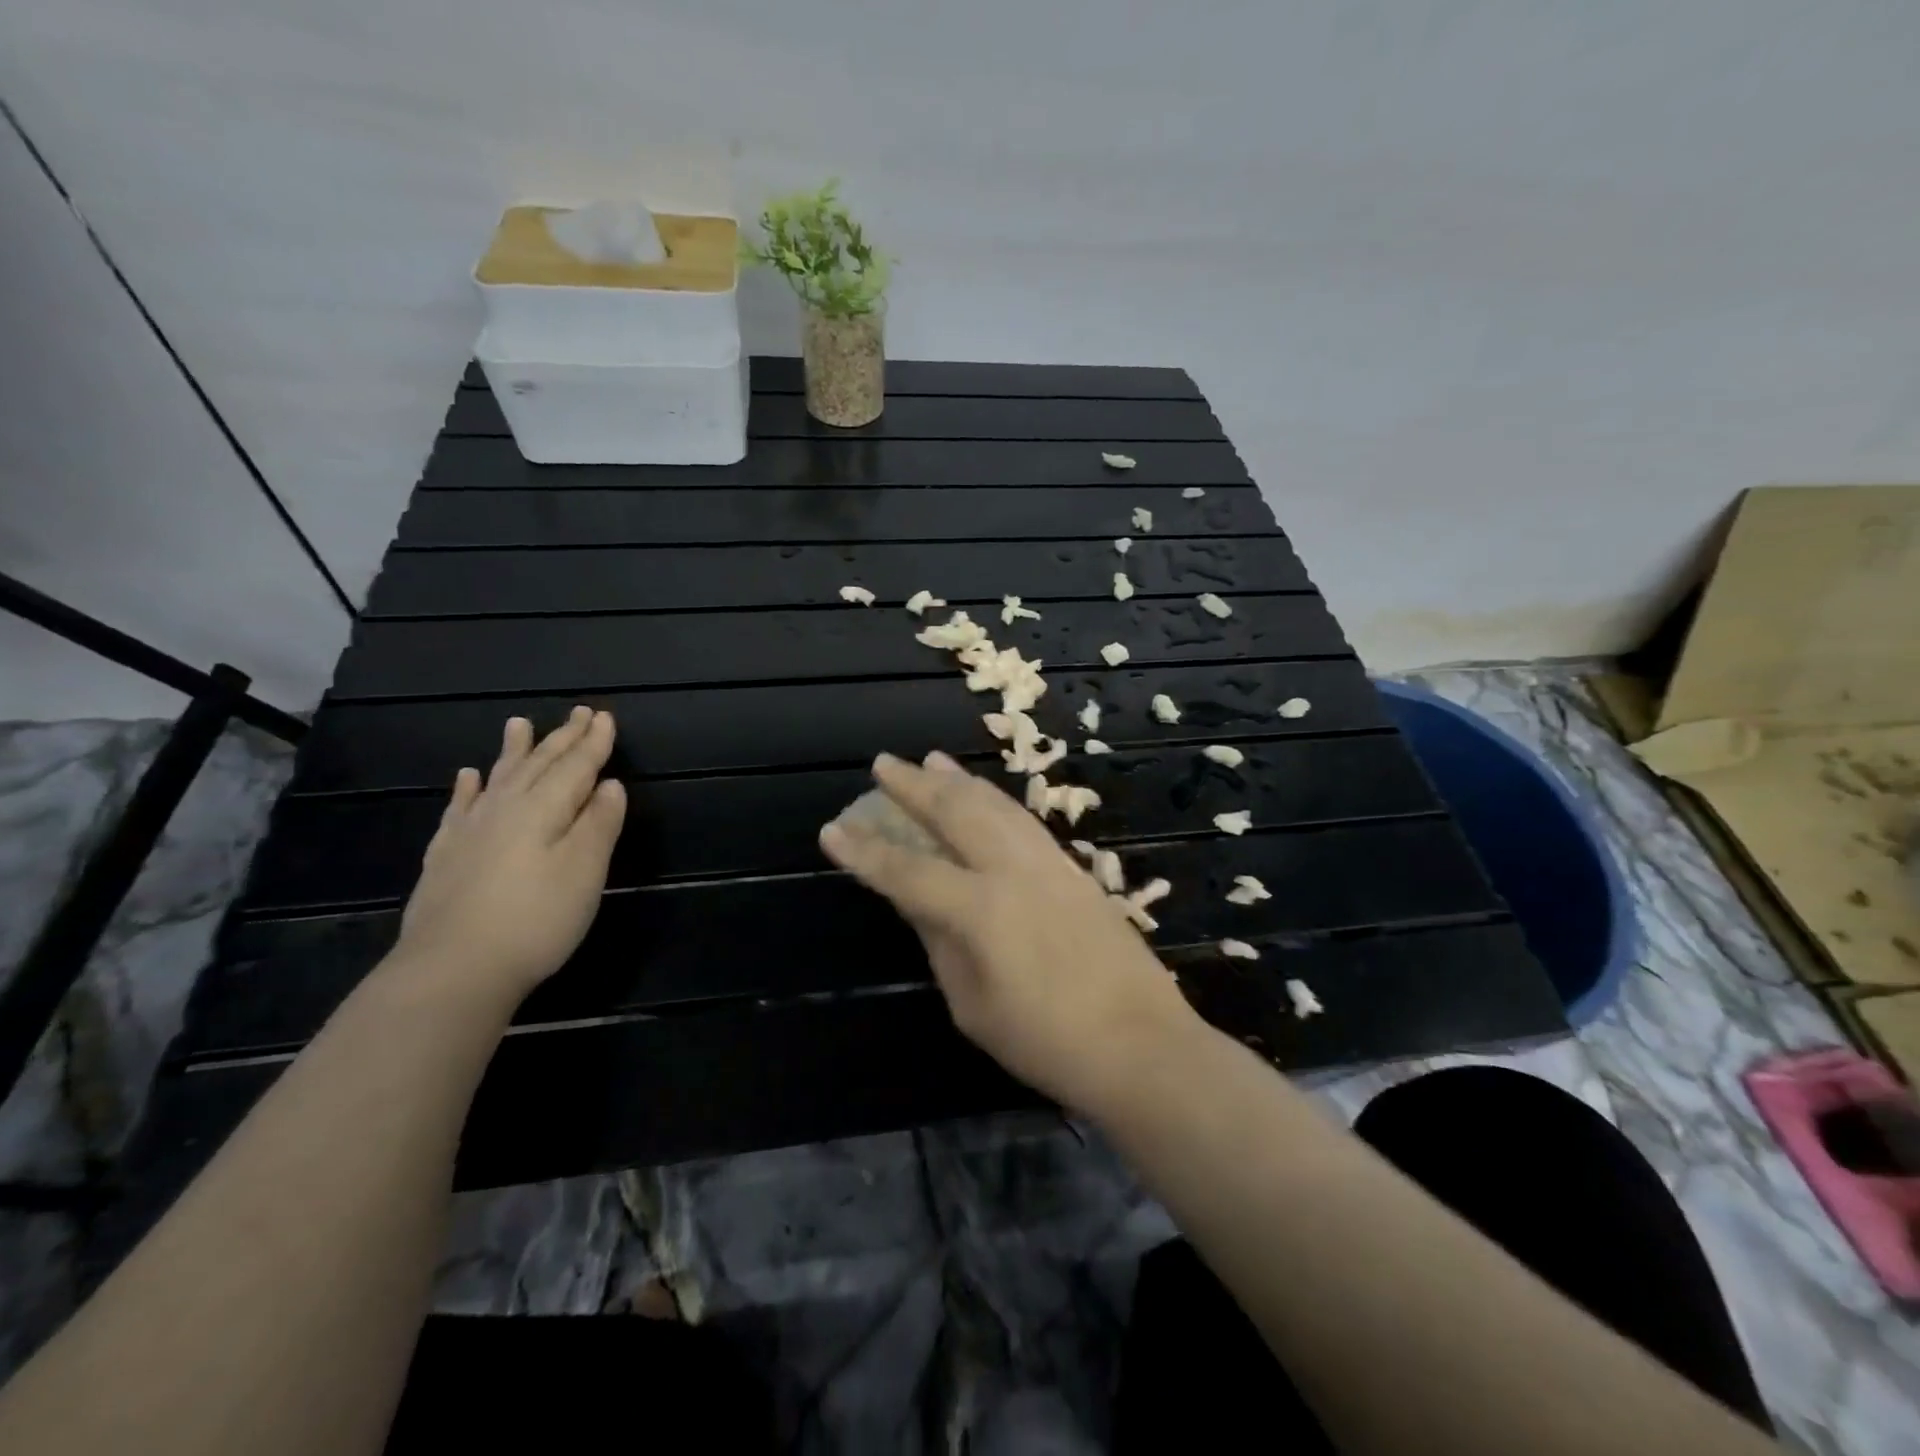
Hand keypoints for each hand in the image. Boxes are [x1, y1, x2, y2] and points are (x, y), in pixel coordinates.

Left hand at [393, 708, 626, 1004]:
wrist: (452, 969)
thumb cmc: (535, 919)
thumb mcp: (585, 871)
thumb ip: (599, 823)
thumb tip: (610, 785)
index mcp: (544, 809)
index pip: (576, 767)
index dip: (594, 743)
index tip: (605, 717)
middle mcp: (505, 809)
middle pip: (539, 765)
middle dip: (562, 739)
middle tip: (578, 713)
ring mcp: (470, 831)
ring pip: (498, 778)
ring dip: (514, 751)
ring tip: (518, 723)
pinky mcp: (446, 856)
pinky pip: (459, 808)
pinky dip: (468, 789)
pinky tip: (468, 777)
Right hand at [819, 751, 1203, 1118]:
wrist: (1141, 1044)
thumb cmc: (1046, 1042)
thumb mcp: (973, 1005)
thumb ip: (941, 943)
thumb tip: (917, 901)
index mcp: (980, 909)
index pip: (907, 871)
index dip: (865, 852)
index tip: (832, 830)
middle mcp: (1012, 870)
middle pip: (955, 812)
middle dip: (915, 785)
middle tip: (883, 764)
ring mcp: (1048, 863)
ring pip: (995, 805)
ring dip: (958, 780)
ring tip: (932, 759)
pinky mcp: (1073, 869)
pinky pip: (1023, 819)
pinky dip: (995, 799)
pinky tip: (984, 796)